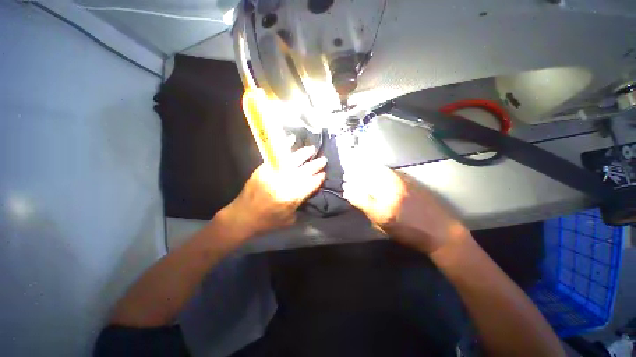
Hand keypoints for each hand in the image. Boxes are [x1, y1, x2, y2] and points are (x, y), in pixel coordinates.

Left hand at [221, 146, 326, 239]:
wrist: (243, 217)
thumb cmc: (267, 222)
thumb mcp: (288, 220)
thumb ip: (299, 205)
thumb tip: (306, 193)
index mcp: (292, 198)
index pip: (310, 184)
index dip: (318, 179)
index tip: (323, 174)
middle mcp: (285, 183)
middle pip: (304, 171)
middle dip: (315, 165)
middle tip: (323, 159)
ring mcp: (274, 174)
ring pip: (293, 161)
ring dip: (304, 154)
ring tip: (311, 149)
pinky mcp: (264, 168)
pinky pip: (277, 156)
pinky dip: (285, 147)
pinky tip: (291, 139)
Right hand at [342, 164, 468, 253]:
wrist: (441, 231)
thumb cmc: (411, 235)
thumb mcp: (384, 230)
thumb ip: (368, 213)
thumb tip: (357, 200)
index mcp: (382, 212)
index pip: (357, 196)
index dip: (349, 191)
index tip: (345, 190)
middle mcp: (389, 194)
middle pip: (365, 179)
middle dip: (354, 176)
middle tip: (348, 176)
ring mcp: (399, 184)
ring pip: (376, 171)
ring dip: (364, 169)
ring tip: (358, 169)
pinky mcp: (408, 179)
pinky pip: (387, 170)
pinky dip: (377, 169)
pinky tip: (375, 170)